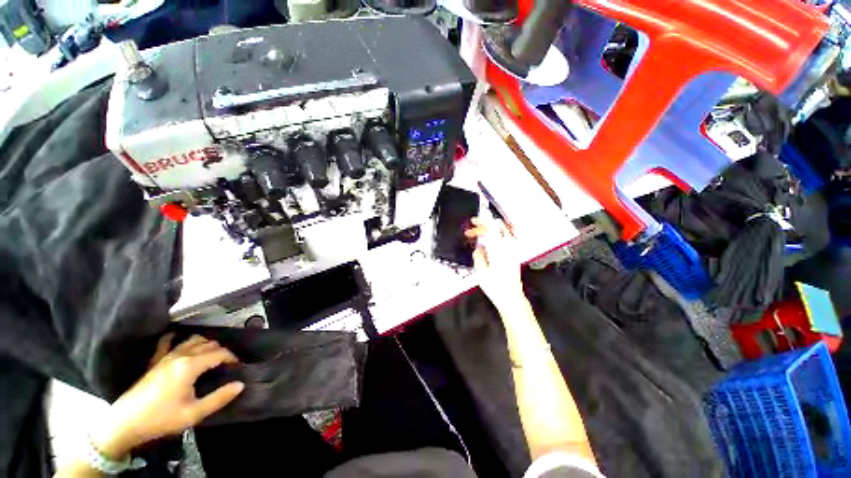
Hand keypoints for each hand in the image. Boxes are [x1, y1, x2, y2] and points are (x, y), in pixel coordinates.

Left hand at [91, 334, 244, 458]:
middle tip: (226, 364)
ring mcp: (165, 356)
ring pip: (192, 340)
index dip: (232, 358)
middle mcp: (180, 355)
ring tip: (211, 355)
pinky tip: (180, 338)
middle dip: (221, 351)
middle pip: (208, 344)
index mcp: (190, 366)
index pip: (219, 353)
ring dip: (205, 344)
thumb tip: (240, 384)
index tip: (238, 367)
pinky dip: (177, 337)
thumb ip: (219, 398)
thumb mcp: (193, 414)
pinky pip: (167, 342)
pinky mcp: (154, 361)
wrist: (125, 423)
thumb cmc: (161, 419)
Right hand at [465, 217, 524, 309]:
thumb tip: (478, 248)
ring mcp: (513, 251)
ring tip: (481, 233)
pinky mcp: (514, 255)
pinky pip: (508, 238)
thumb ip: (478, 256)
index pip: (491, 229)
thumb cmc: (496, 287)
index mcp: (499, 250)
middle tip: (472, 231)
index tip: (474, 220)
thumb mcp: (481, 272)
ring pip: (504, 231)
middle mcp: (508, 248)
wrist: (510, 297)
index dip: (482, 222)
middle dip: (483, 226)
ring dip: (492, 229)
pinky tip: (493, 239)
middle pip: (497, 228)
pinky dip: (500, 234)